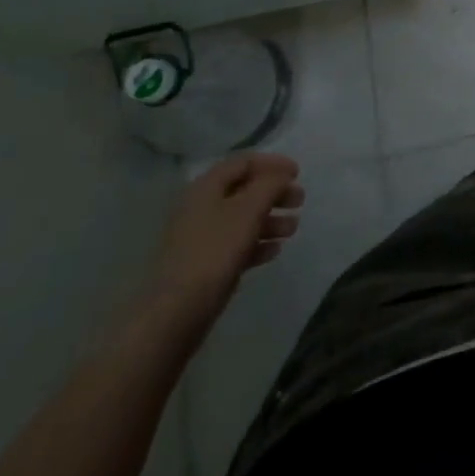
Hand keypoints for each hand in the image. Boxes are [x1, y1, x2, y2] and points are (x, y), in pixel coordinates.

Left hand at [140, 153, 302, 337]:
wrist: (175, 312)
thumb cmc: (214, 251)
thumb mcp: (248, 209)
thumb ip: (270, 185)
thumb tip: (281, 175)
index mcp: (206, 188)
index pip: (243, 162)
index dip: (273, 163)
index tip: (298, 173)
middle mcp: (201, 208)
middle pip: (245, 190)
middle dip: (275, 193)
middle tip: (299, 201)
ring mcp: (201, 238)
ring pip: (242, 219)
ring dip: (270, 219)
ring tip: (292, 229)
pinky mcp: (204, 265)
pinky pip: (236, 245)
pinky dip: (257, 243)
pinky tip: (274, 251)